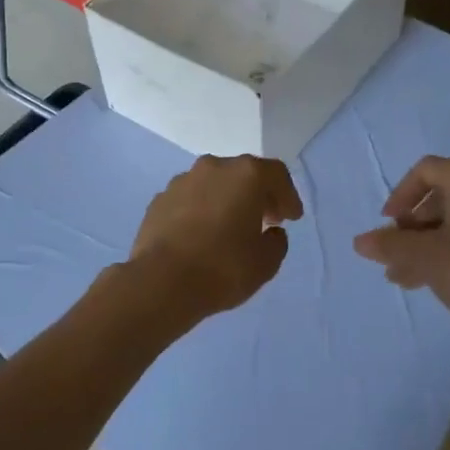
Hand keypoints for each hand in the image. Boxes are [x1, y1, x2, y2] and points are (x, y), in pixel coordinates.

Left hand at [129, 155, 304, 319]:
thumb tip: (271, 232)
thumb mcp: (266, 263)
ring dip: (226, 200)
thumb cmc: (223, 268)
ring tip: (230, 228)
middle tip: (266, 220)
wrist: (161, 282)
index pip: (276, 174)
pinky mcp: (158, 200)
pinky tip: (201, 235)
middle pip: (243, 174)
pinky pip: (189, 200)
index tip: (291, 218)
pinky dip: (200, 211)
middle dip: (258, 195)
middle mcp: (213, 168)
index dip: (288, 196)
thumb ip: (276, 242)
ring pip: (213, 184)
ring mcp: (182, 181)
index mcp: (245, 175)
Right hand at [352, 156, 449, 340]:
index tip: (388, 225)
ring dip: (424, 244)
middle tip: (393, 254)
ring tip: (401, 276)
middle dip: (410, 227)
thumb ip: (390, 245)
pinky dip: (446, 250)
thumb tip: (360, 241)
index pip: (425, 171)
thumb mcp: (425, 257)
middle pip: (439, 197)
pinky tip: (425, 280)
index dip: (400, 195)